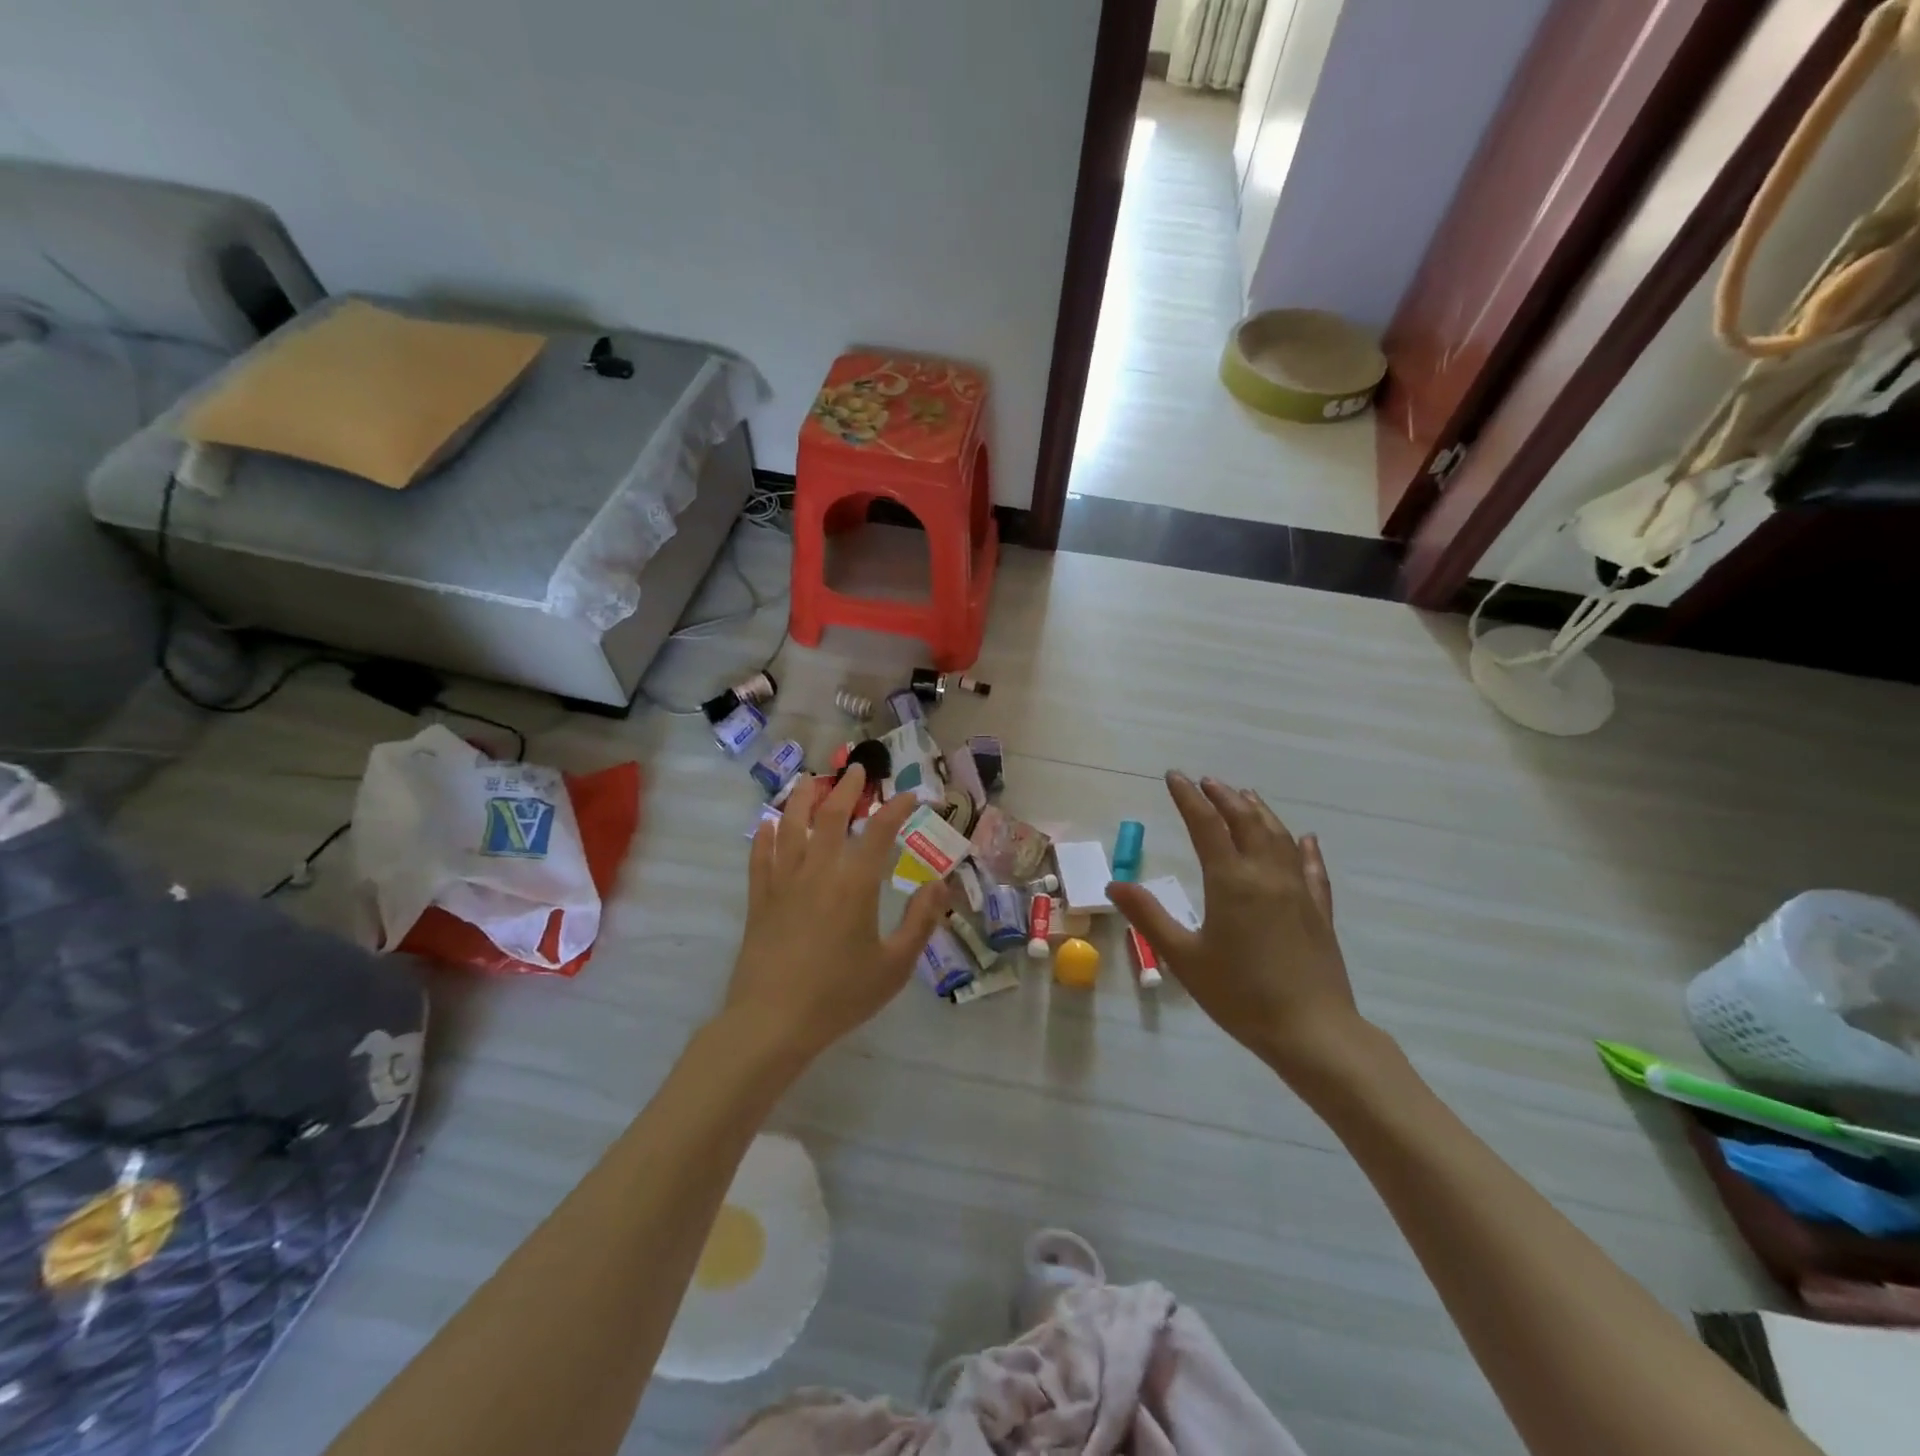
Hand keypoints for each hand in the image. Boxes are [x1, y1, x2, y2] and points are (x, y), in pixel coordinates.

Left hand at [727, 767, 947, 1062]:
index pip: (880, 832)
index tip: (910, 795)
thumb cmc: (839, 995)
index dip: (896, 808)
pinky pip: (760, 857)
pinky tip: (767, 824)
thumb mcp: (894, 965)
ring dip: (802, 799)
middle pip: (832, 816)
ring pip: (791, 826)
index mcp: (855, 884)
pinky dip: (764, 835)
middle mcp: (818, 871)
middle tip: (857, 769)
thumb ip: (920, 921)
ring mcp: (783, 882)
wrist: (772, 1022)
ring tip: (810, 781)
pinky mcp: (759, 899)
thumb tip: (940, 883)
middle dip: (848, 788)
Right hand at [1108, 772, 1373, 1083]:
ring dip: (1259, 811)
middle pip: (1246, 820)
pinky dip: (1304, 848)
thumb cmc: (1240, 995)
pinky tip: (1305, 838)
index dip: (1188, 797)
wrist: (1312, 1032)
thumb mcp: (1183, 958)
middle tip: (1206, 781)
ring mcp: (1298, 890)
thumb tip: (1115, 885)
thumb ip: (1149, 917)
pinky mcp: (1319, 911)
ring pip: (1279, 836)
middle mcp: (1266, 875)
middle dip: (1224, 796)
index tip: (1174, 776)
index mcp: (1231, 881)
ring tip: (1244, 795)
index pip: (1206, 824)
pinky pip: (1312, 868)